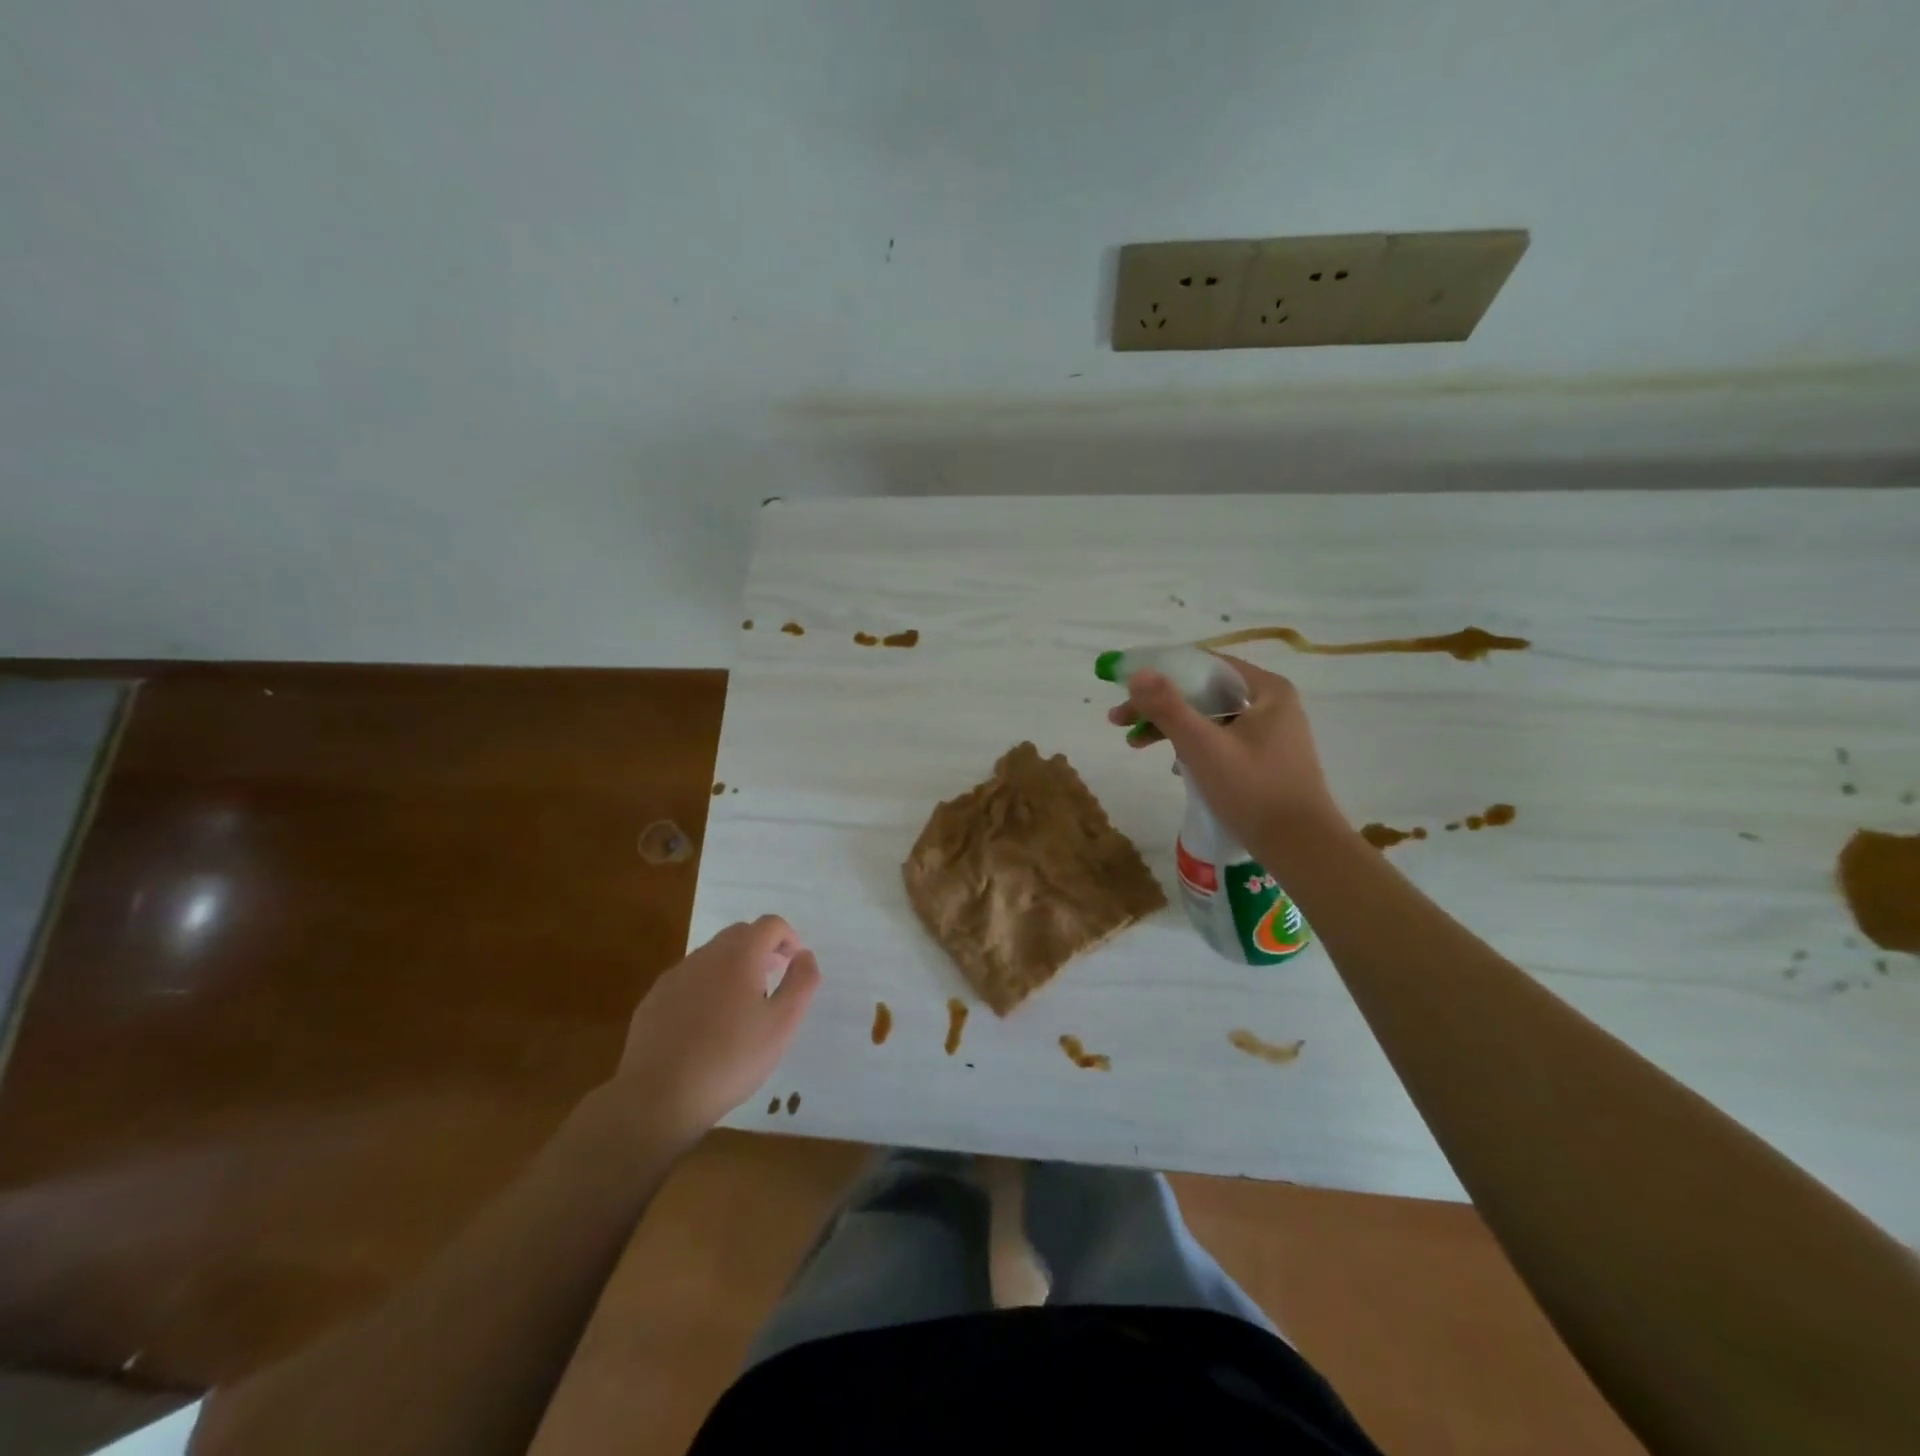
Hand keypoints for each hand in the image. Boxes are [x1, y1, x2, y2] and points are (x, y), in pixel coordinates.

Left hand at [611, 915, 820, 1142]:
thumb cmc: (731, 1059)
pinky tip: (707, 1026)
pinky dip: (706, 987)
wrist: (657, 1097)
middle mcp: (705, 955)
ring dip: (734, 967)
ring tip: (742, 1007)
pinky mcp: (653, 1000)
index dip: (789, 938)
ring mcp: (675, 976)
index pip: (771, 924)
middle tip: (773, 980)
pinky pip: (688, 980)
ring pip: (712, 957)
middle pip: (740, 934)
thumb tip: (804, 956)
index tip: (795, 964)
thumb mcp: (782, 1024)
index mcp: (739, 955)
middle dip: (762, 949)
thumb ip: (801, 982)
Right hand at [1109, 654, 1344, 853]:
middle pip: (1204, 692)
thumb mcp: (1203, 747)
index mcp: (1266, 690)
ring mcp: (1272, 732)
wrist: (1302, 848)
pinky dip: (1193, 746)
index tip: (1126, 690)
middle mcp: (1272, 703)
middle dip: (1160, 706)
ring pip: (1210, 718)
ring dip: (1172, 728)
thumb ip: (1168, 707)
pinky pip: (1221, 739)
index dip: (1160, 673)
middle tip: (1120, 722)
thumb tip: (1136, 673)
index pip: (1203, 665)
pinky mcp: (1267, 759)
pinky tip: (1174, 766)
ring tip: (1136, 745)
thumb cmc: (1253, 791)